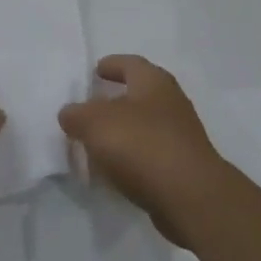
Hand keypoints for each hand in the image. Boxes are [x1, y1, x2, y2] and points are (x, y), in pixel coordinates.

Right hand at [58, 55, 227, 247]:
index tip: (95, 71)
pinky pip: (149, 156)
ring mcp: (180, 137)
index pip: (130, 63)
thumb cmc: (142, 146)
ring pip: (144, 127)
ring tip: (95, 145)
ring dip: (122, 133)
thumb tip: (70, 114)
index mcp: (154, 82)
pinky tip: (113, 173)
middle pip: (138, 95)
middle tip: (89, 110)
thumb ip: (76, 115)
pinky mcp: (182, 168)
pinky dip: (131, 160)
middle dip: (114, 101)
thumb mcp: (95, 123)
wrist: (191, 197)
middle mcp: (171, 103)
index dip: (111, 65)